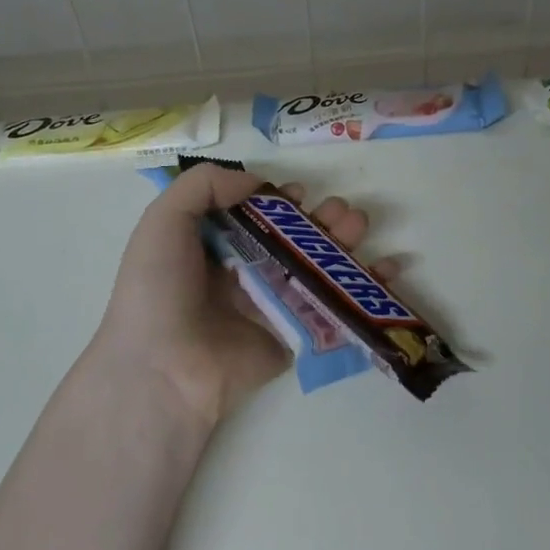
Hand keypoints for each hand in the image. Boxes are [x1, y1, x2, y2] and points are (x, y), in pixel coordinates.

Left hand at [90, 162, 375, 427]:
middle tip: (339, 211)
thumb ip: (204, 185)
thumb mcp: (164, 220)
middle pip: (293, 236)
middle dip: (321, 217)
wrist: (165, 367)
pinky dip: (366, 288)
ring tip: (358, 224)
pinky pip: (334, 306)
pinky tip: (389, 267)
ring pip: (318, 265)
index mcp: (213, 245)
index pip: (255, 213)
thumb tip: (255, 182)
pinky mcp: (295, 333)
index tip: (294, 193)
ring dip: (344, 240)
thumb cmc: (160, 288)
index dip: (278, 199)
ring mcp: (272, 303)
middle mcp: (244, 270)